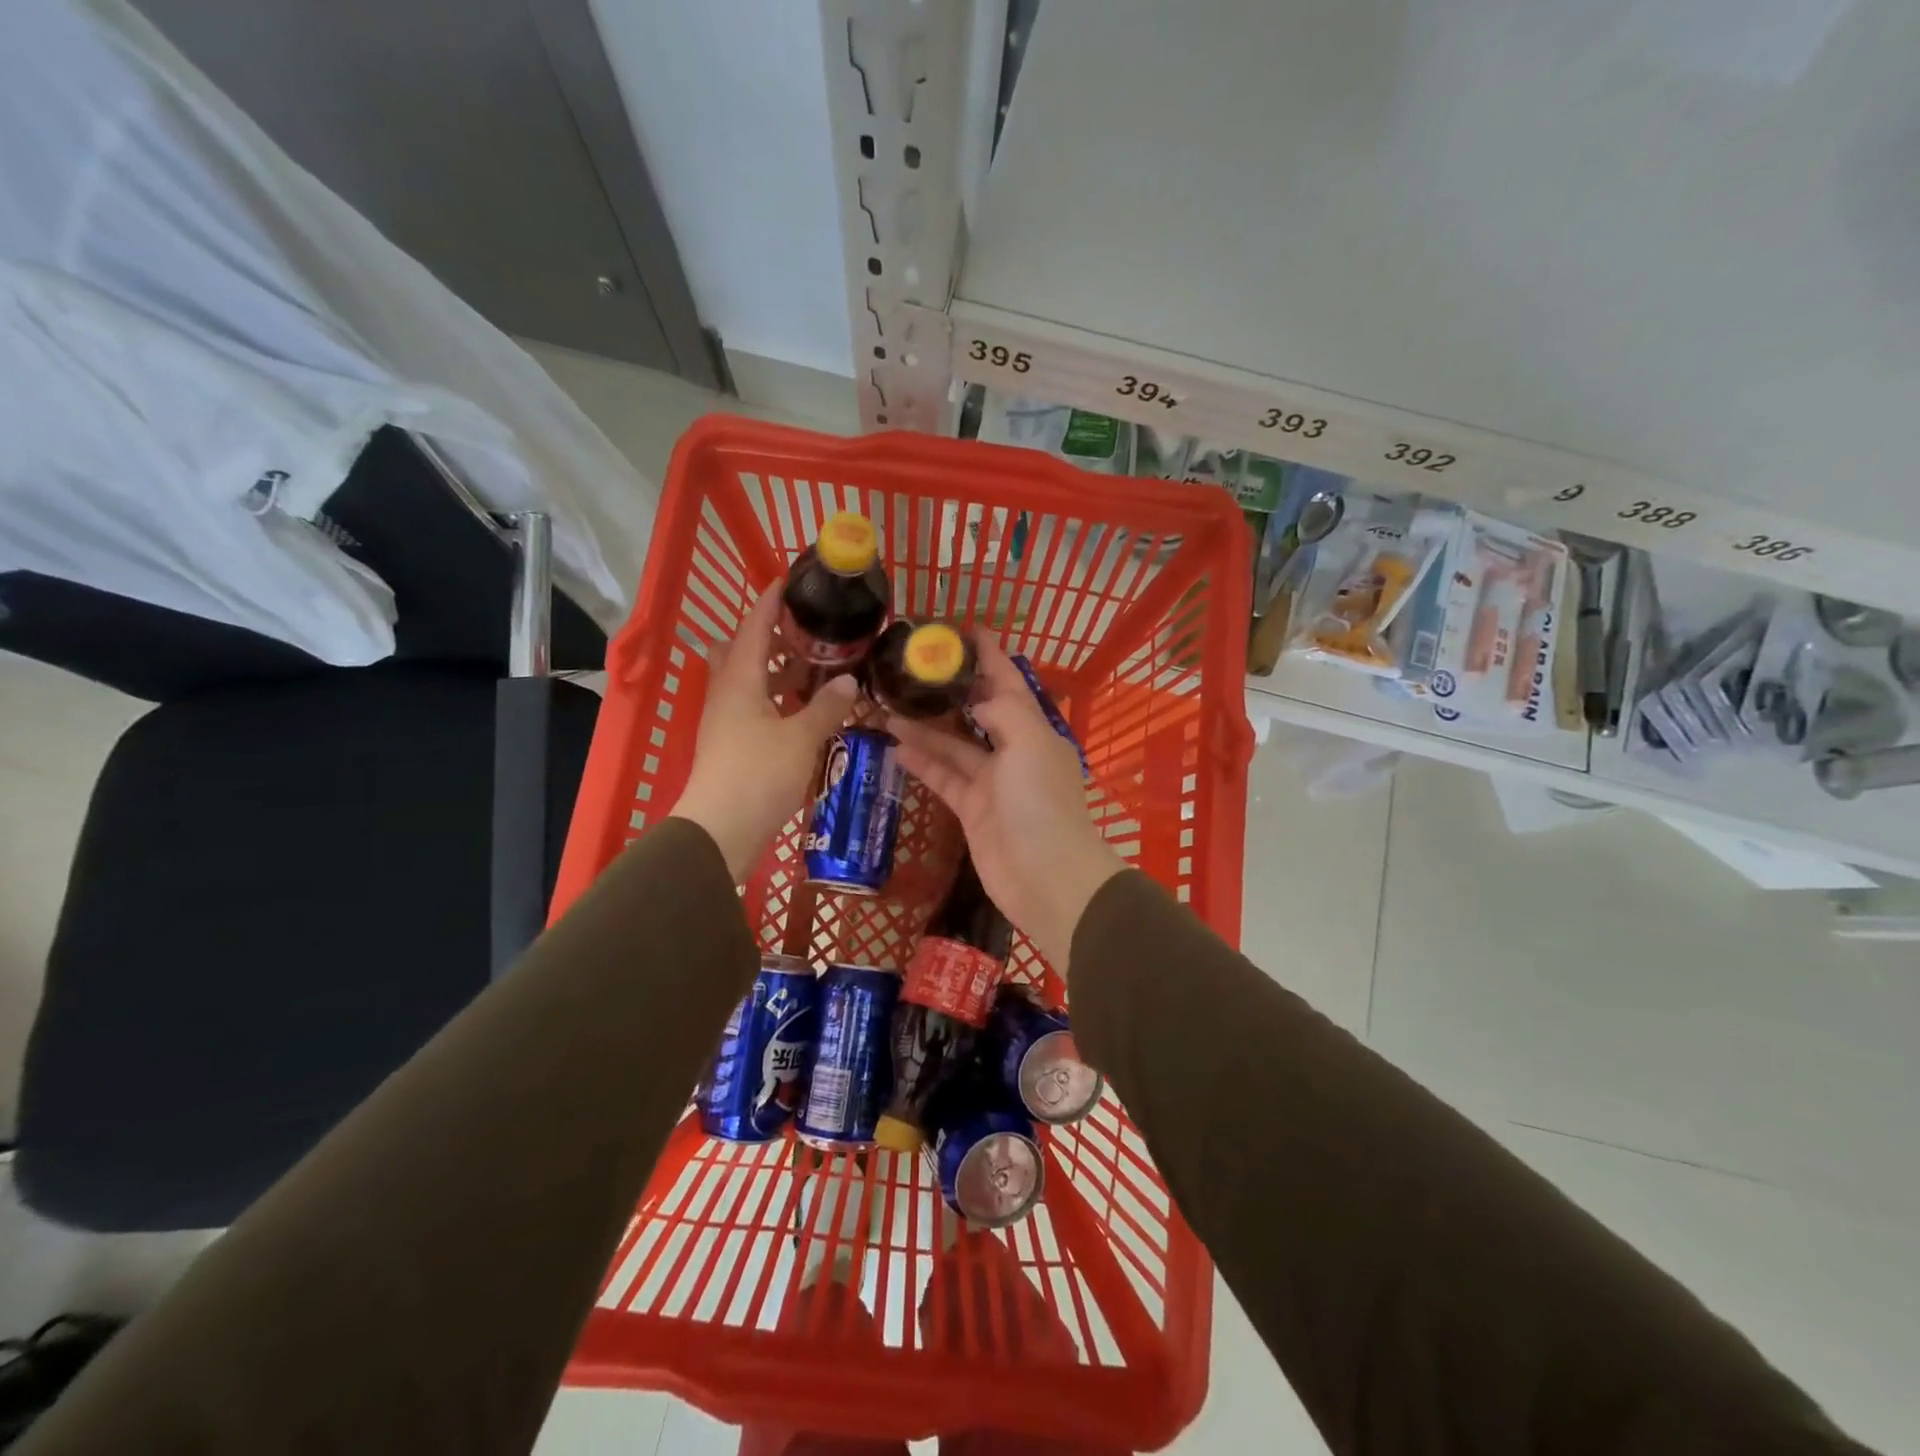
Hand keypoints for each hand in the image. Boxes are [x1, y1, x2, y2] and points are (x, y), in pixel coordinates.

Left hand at [670, 585, 858, 879]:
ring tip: (820, 668)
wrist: (721, 831)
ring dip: (781, 673)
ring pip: (753, 683)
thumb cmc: (758, 775)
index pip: (753, 627)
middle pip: (746, 652)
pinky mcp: (734, 746)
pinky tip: (809, 711)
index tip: (788, 581)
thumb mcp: (801, 738)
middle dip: (775, 638)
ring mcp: (728, 721)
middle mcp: (728, 694)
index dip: (769, 603)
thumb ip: (826, 707)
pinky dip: (781, 702)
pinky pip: (759, 709)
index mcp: (739, 680)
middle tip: (810, 633)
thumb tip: (847, 680)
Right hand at [887, 635, 1124, 971]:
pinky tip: (893, 746)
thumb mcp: (1030, 744)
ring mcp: (992, 783)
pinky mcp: (972, 811)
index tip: (965, 629)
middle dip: (948, 691)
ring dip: (923, 727)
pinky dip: (921, 763)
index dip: (989, 655)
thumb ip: (1004, 711)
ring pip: (952, 746)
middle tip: (910, 669)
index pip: (1009, 682)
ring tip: (884, 705)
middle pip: (976, 712)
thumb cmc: (1041, 804)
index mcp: (1035, 730)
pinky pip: (943, 778)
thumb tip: (977, 699)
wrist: (1047, 878)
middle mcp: (1014, 751)